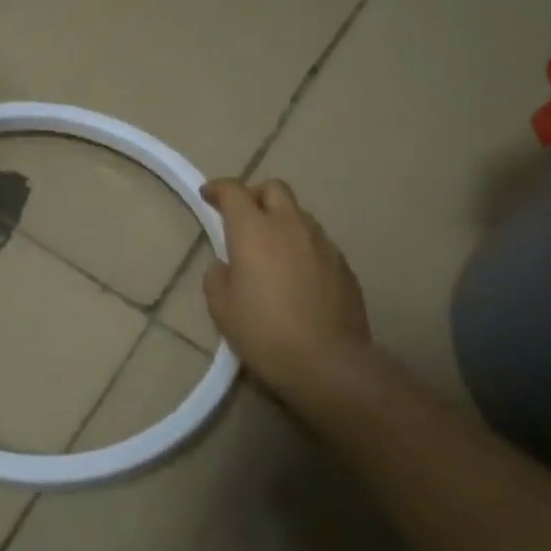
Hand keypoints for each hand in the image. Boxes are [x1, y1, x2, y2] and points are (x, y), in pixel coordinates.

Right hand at [201, 178, 372, 405]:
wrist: (327, 361)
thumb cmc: (263, 331)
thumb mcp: (221, 306)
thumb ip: (218, 275)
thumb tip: (227, 265)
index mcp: (253, 231)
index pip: (234, 191)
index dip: (218, 188)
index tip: (207, 196)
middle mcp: (289, 226)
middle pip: (274, 189)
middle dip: (254, 195)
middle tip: (241, 217)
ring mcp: (322, 243)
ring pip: (298, 214)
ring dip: (280, 220)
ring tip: (270, 249)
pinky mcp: (343, 264)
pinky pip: (317, 242)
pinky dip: (300, 246)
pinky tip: (295, 275)